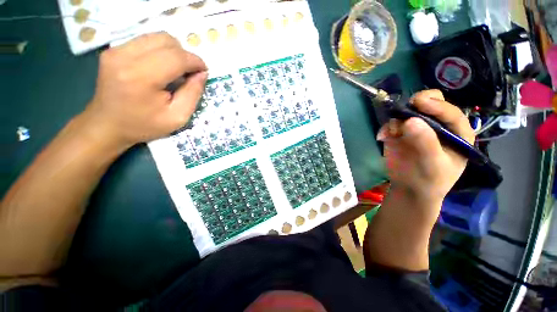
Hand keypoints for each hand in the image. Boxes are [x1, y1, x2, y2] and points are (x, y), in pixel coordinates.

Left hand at [80, 32, 207, 149]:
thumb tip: (202, 74)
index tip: (204, 71)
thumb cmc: (144, 125)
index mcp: (141, 77)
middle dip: (185, 55)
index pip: (176, 57)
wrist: (107, 125)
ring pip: (156, 37)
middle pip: (166, 40)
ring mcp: (116, 51)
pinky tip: (161, 67)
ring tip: (176, 70)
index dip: (195, 61)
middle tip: (189, 73)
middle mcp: (125, 57)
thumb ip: (193, 93)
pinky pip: (145, 41)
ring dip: (173, 51)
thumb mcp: (178, 117)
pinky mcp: (112, 50)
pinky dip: (160, 51)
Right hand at [377, 90, 474, 205]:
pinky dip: (386, 128)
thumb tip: (409, 121)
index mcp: (456, 132)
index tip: (418, 103)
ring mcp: (417, 128)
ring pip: (408, 112)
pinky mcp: (400, 133)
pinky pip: (392, 124)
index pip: (450, 113)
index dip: (437, 106)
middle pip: (431, 103)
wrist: (409, 189)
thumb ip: (426, 143)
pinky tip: (382, 138)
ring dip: (397, 118)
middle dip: (418, 103)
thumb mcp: (433, 165)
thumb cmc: (430, 181)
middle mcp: (438, 126)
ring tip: (391, 133)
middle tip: (407, 108)